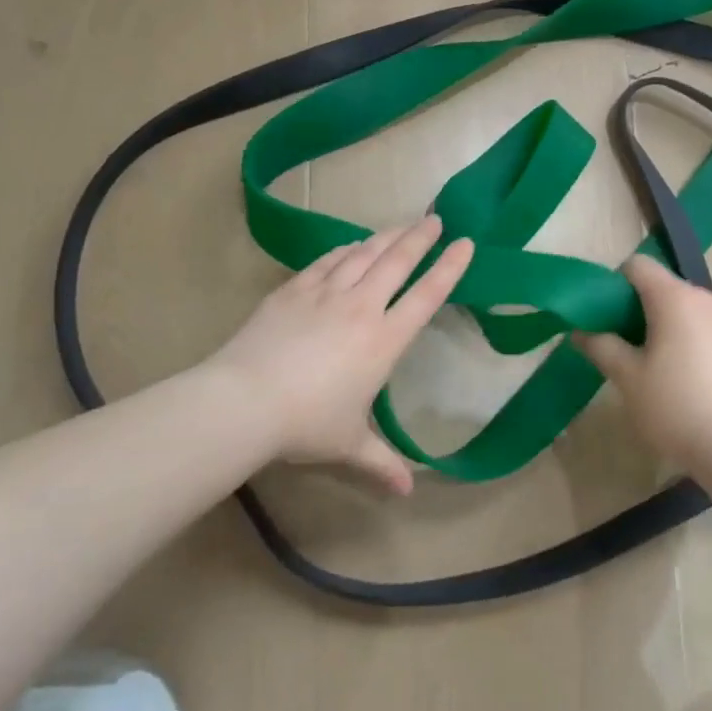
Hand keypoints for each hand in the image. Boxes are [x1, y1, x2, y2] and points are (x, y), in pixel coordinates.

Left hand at [200, 216, 472, 492]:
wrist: (246, 400)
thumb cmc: (307, 424)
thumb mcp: (349, 445)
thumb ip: (381, 463)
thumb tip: (408, 492)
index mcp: (384, 340)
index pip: (427, 296)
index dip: (450, 268)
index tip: (466, 243)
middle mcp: (361, 307)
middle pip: (397, 262)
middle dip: (419, 238)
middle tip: (434, 218)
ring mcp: (325, 293)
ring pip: (363, 254)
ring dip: (385, 237)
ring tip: (401, 224)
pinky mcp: (293, 290)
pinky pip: (327, 261)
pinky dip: (344, 249)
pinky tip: (351, 244)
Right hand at [572, 255, 711, 471]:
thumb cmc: (674, 407)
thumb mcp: (627, 377)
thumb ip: (601, 346)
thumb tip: (578, 331)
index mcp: (675, 298)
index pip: (638, 265)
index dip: (615, 284)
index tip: (605, 316)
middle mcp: (707, 300)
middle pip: (663, 287)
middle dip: (639, 308)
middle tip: (623, 344)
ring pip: (688, 310)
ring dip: (666, 325)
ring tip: (655, 366)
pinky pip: (709, 330)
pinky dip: (692, 342)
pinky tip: (688, 382)